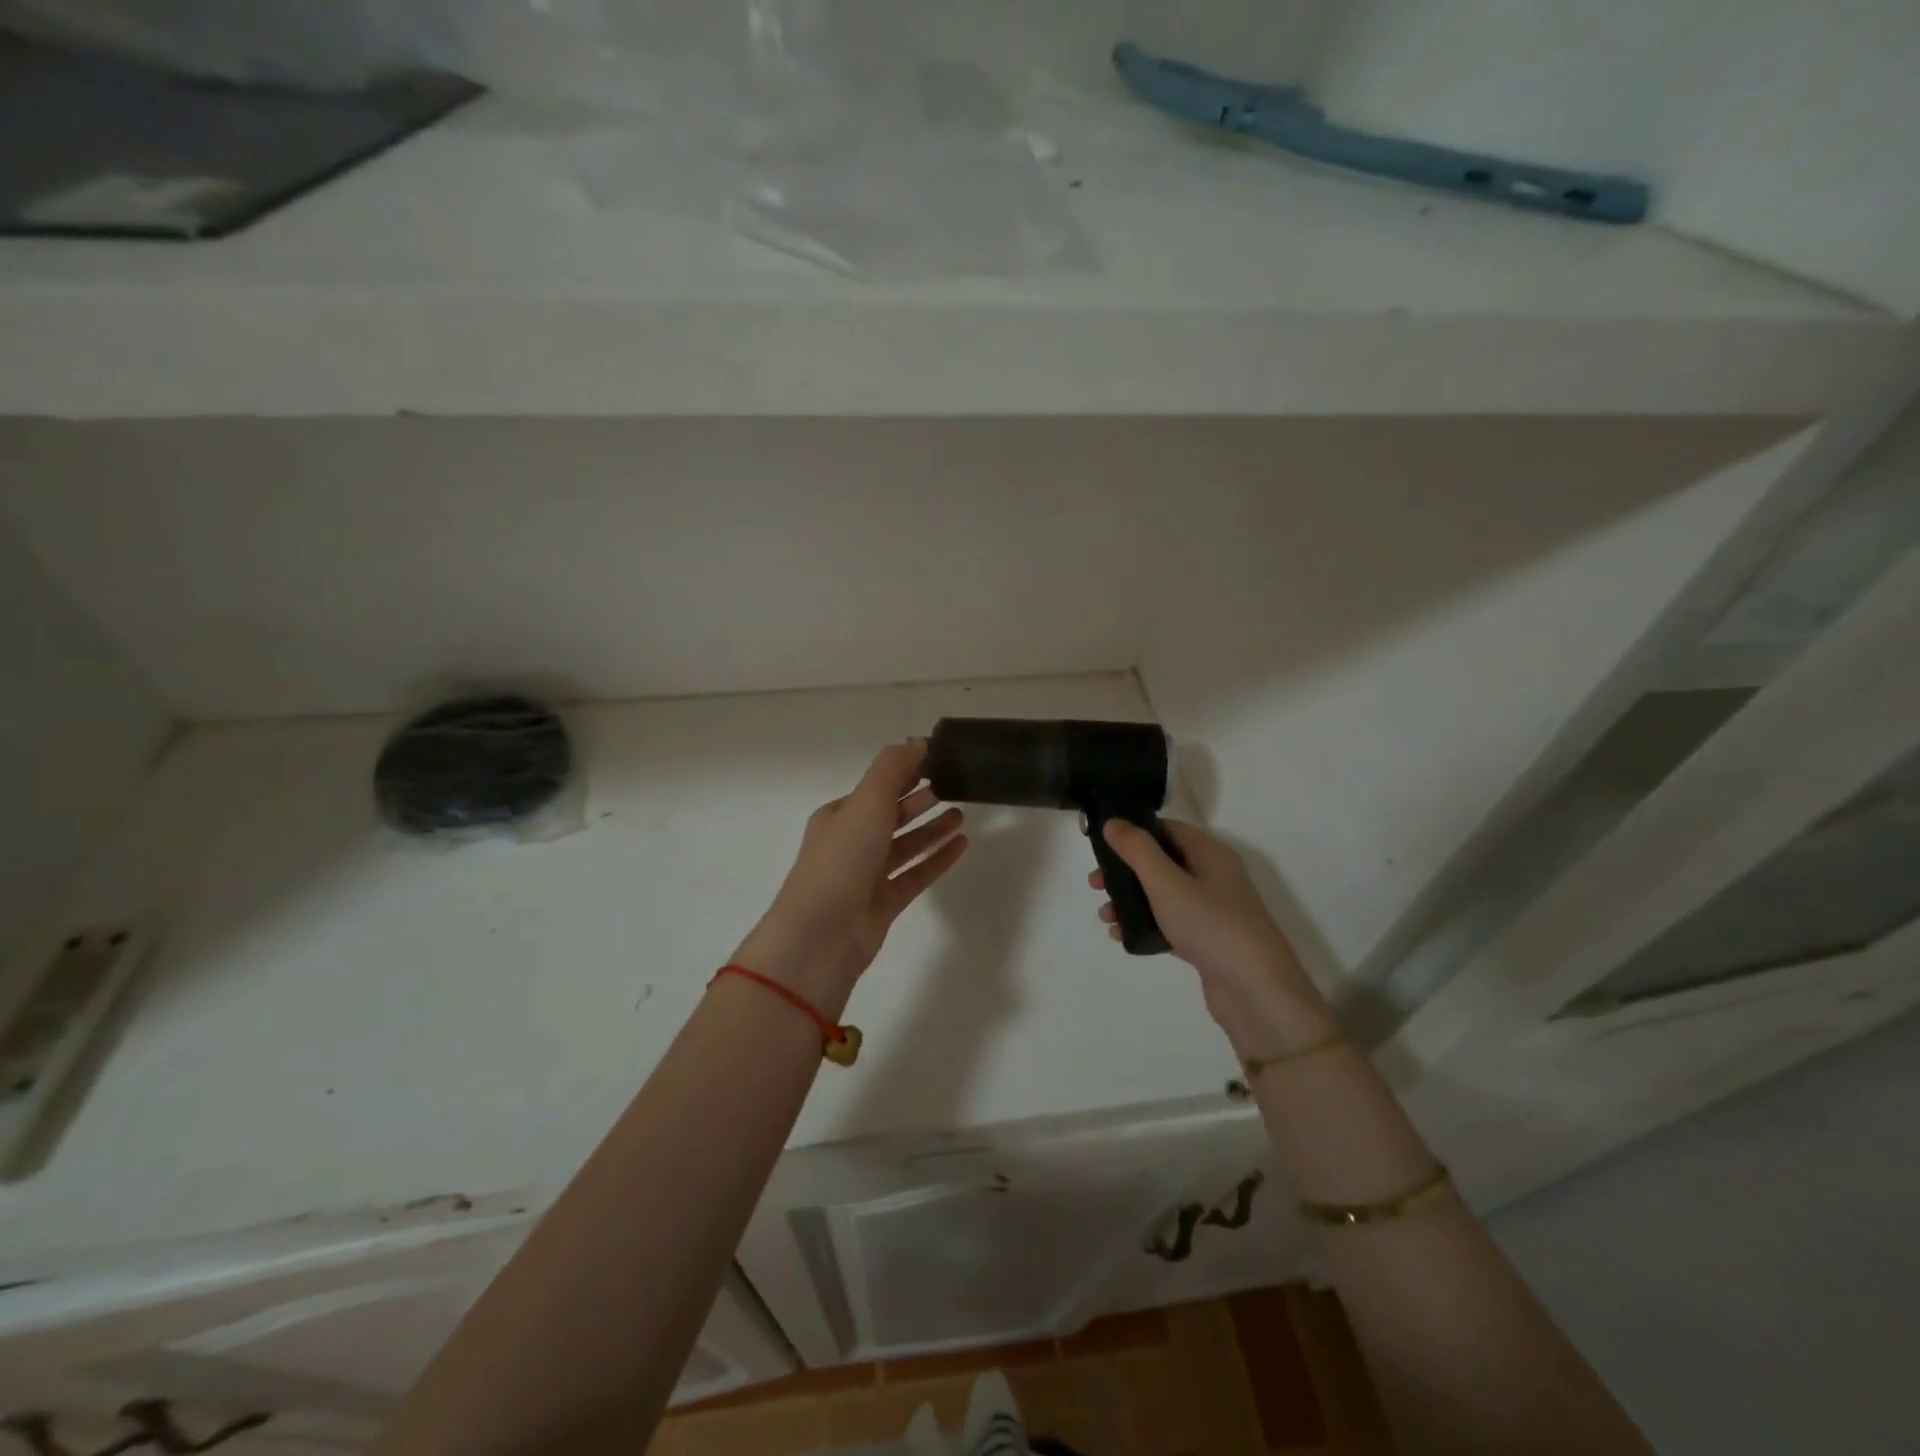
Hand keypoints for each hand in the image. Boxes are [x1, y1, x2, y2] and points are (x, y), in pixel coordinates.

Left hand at [733, 741, 967, 1014]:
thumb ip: (892, 769)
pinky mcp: (884, 903)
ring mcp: (867, 876)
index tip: (938, 759)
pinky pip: (916, 874)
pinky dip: (937, 858)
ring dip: (931, 828)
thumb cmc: (841, 860)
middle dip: (919, 799)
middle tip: (955, 784)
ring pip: (906, 845)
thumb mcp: (866, 802)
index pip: (877, 786)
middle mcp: (851, 843)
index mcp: (839, 815)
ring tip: (962, 813)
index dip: (905, 772)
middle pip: (891, 815)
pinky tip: (962, 845)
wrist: (821, 937)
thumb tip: (917, 742)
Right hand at [1093, 819, 1335, 1052]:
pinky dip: (1146, 925)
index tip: (1102, 845)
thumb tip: (1113, 822)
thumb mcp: (1167, 883)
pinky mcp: (1207, 941)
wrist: (1256, 993)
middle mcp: (1214, 877)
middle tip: (1095, 884)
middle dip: (1125, 871)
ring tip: (1105, 917)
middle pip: (1162, 862)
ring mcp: (1212, 911)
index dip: (1135, 832)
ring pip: (1162, 895)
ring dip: (1130, 901)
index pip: (1168, 829)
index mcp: (1210, 854)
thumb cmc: (1210, 926)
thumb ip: (1137, 850)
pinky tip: (1122, 937)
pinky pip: (1169, 923)